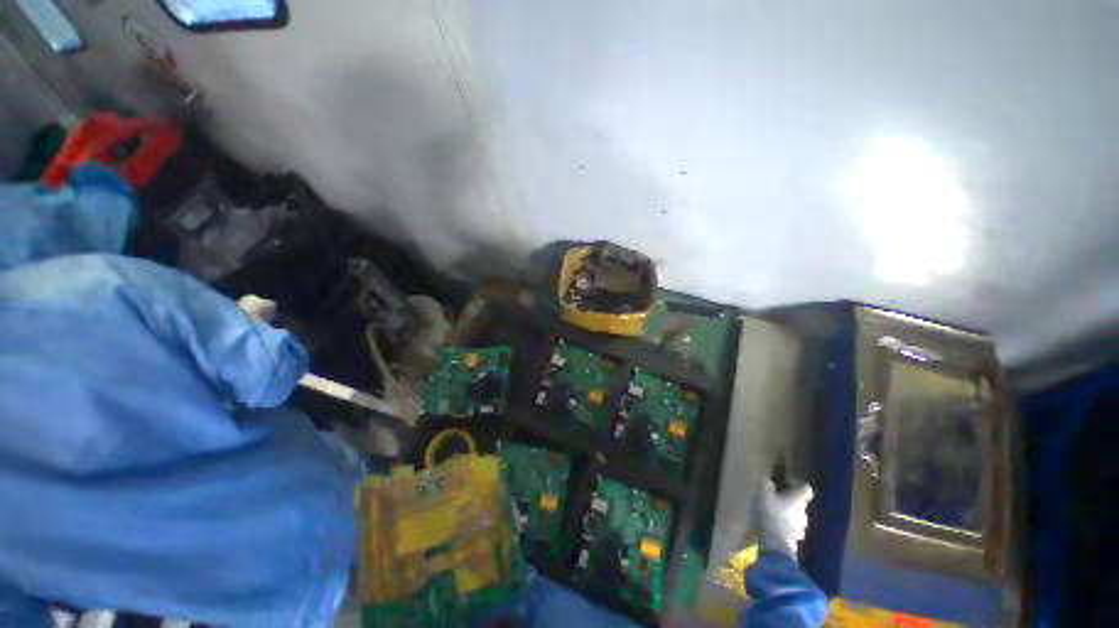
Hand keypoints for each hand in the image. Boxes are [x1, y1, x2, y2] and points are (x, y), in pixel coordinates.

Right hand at [754, 479, 813, 556]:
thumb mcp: (763, 493)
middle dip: (789, 501)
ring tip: (772, 513)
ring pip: (796, 517)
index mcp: (799, 500)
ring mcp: (801, 529)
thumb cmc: (771, 514)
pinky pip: (791, 529)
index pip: (806, 489)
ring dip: (787, 514)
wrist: (775, 544)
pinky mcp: (795, 540)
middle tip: (775, 498)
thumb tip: (769, 481)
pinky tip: (773, 526)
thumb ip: (767, 485)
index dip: (798, 484)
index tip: (787, 483)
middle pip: (800, 504)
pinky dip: (784, 526)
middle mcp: (804, 513)